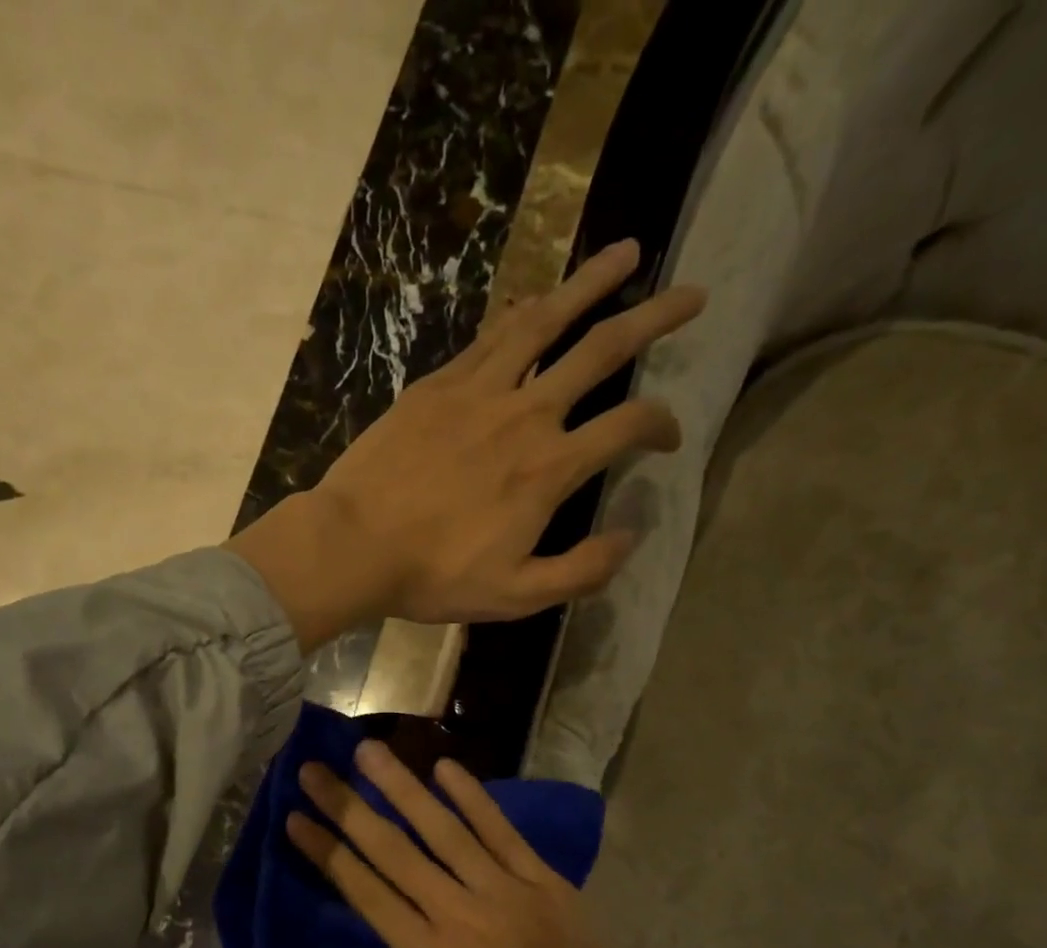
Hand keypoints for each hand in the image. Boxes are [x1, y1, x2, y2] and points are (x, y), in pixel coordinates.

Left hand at [229, 240, 705, 649]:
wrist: (354, 546)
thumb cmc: (433, 576)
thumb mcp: (516, 596)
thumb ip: (581, 570)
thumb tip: (630, 536)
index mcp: (550, 469)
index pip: (629, 426)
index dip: (662, 425)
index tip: (668, 437)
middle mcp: (526, 414)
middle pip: (603, 349)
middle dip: (655, 318)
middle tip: (692, 292)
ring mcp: (479, 391)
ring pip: (547, 321)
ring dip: (592, 283)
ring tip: (628, 252)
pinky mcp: (438, 385)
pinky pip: (491, 336)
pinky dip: (522, 312)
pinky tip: (537, 298)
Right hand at [285, 738, 713, 947]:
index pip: (365, 891)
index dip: (326, 851)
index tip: (295, 817)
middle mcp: (463, 914)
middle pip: (394, 849)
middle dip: (348, 806)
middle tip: (314, 769)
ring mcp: (508, 891)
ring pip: (444, 828)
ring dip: (402, 786)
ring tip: (369, 750)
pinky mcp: (545, 880)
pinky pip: (502, 830)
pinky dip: (473, 797)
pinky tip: (445, 766)